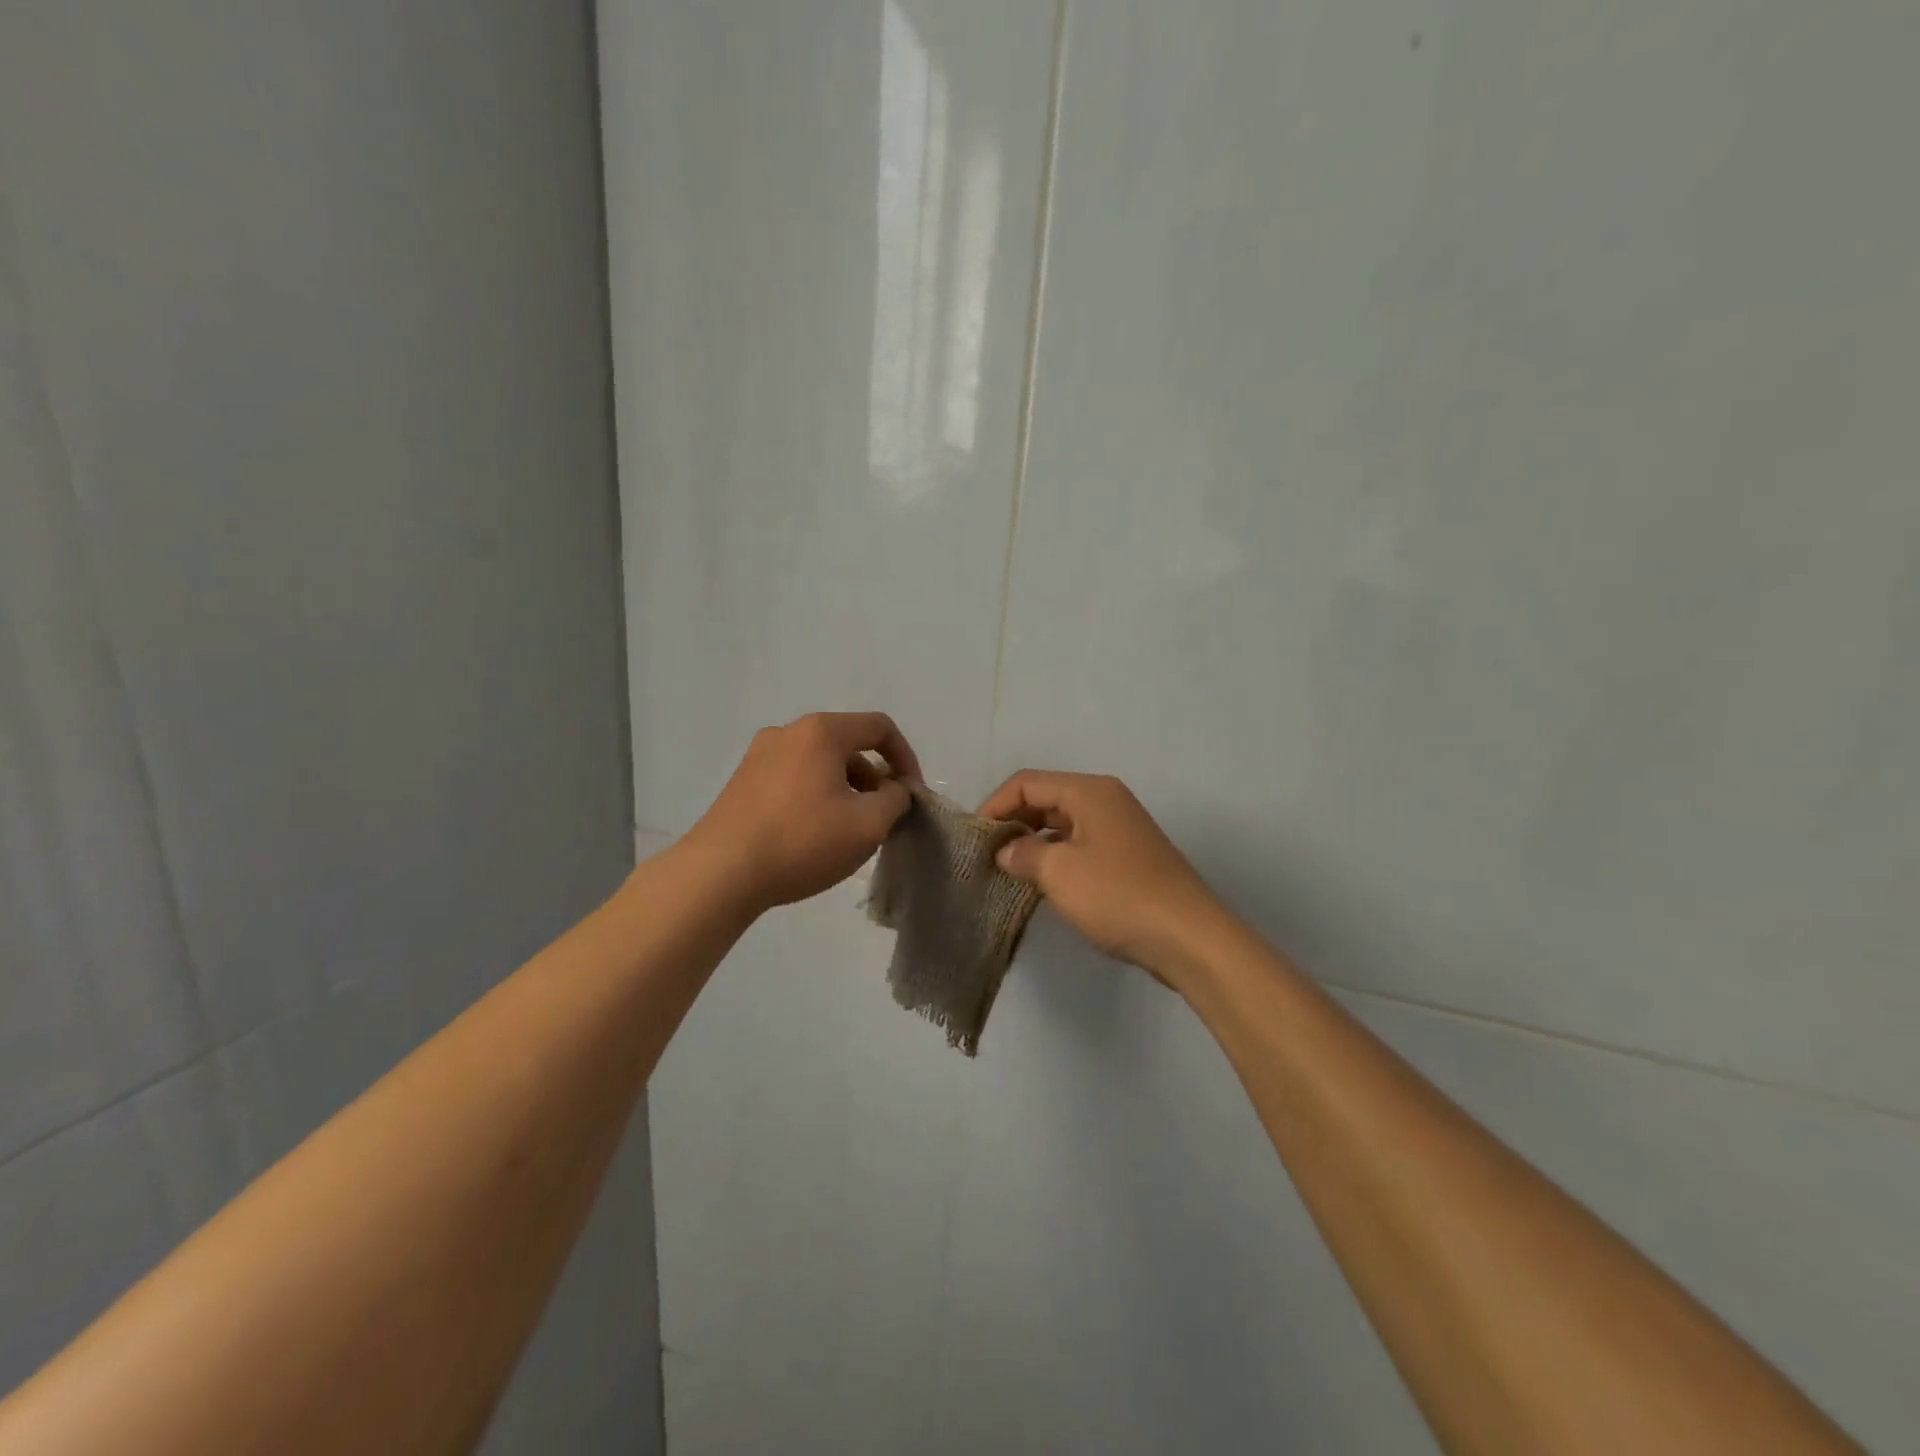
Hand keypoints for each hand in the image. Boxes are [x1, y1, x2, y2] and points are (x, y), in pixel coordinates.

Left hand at [686, 712, 920, 912]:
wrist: (720, 873)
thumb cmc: (802, 841)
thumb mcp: (868, 824)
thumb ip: (896, 800)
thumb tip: (894, 790)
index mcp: (821, 731)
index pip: (880, 727)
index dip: (906, 758)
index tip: (912, 795)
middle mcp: (788, 732)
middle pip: (848, 745)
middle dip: (874, 779)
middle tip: (882, 818)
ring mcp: (759, 756)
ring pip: (820, 764)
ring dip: (845, 790)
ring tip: (849, 832)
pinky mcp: (742, 782)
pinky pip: (794, 779)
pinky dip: (816, 797)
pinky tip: (813, 835)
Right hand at [980, 771, 1226, 981]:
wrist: (1188, 937)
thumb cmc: (1118, 895)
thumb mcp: (1059, 872)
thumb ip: (1023, 854)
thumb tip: (1005, 851)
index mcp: (1089, 791)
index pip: (1026, 783)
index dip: (994, 805)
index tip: (974, 839)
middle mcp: (1105, 799)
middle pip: (1045, 799)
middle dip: (1013, 823)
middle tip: (987, 856)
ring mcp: (1120, 828)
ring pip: (1062, 824)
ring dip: (1033, 843)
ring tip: (1008, 871)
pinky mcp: (1128, 856)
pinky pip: (1080, 845)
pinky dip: (1056, 857)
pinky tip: (1042, 884)